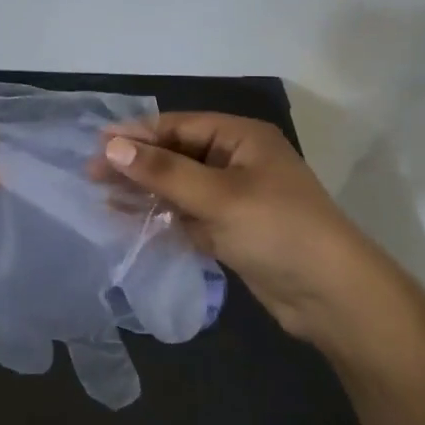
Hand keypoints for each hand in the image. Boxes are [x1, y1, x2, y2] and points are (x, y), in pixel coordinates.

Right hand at [95, 113, 391, 338]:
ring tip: (101, 195)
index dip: (136, 134)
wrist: (334, 298)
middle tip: (91, 174)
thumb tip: (111, 146)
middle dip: (136, 163)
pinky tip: (129, 218)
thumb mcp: (218, 196)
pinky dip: (160, 215)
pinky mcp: (231, 229)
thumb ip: (163, 172)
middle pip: (176, 154)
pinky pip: (186, 213)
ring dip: (144, 189)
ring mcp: (234, 196)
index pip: (178, 126)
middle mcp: (236, 160)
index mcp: (241, 138)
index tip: (96, 145)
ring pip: (178, 185)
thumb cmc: (278, 230)